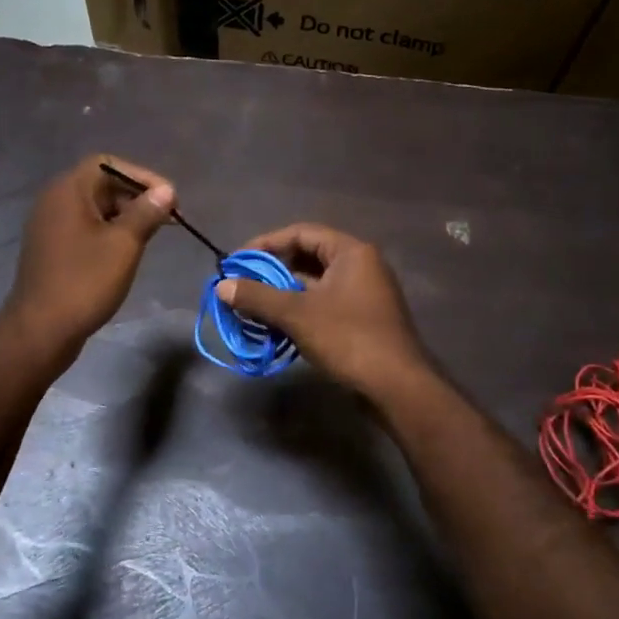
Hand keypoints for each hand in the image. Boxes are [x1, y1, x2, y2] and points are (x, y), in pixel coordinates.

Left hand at [0, 155, 174, 363]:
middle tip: (167, 219)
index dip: (142, 176)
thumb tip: (166, 191)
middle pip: (101, 184)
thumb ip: (146, 213)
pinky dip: (109, 232)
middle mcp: (55, 200)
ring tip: (154, 235)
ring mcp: (50, 225)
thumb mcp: (123, 244)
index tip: (169, 199)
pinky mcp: (53, 248)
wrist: (41, 329)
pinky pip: (85, 228)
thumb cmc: (85, 282)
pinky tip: (128, 251)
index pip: (108, 163)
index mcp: (68, 190)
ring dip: (126, 216)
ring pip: (95, 208)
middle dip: (137, 197)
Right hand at [215, 223, 430, 396]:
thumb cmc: (348, 338)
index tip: (239, 261)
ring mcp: (364, 294)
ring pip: (315, 284)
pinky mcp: (363, 319)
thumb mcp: (297, 314)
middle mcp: (361, 266)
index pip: (301, 233)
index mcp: (351, 252)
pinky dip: (299, 310)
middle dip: (272, 271)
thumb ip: (258, 297)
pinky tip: (277, 327)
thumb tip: (221, 286)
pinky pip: (324, 304)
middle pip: (308, 257)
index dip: (266, 244)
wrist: (396, 385)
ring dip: (283, 294)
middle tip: (242, 285)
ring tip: (253, 308)